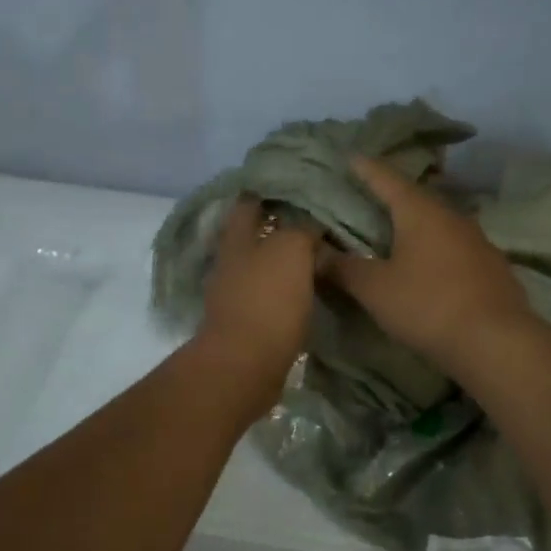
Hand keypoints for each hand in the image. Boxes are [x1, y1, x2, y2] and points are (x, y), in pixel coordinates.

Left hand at [193, 196, 318, 418]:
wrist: (246, 365)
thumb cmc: (267, 300)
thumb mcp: (291, 250)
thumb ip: (302, 229)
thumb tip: (312, 222)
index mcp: (237, 239)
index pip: (250, 202)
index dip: (270, 191)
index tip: (299, 184)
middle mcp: (231, 263)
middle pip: (254, 235)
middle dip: (280, 226)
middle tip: (317, 219)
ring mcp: (236, 295)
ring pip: (263, 266)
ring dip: (284, 260)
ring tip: (319, 253)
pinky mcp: (247, 323)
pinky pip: (269, 296)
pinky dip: (287, 289)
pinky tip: (309, 289)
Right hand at [324, 157, 535, 374]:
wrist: (496, 341)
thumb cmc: (427, 306)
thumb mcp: (375, 289)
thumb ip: (343, 269)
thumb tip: (314, 253)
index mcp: (420, 212)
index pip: (387, 179)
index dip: (366, 169)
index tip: (351, 157)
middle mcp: (451, 216)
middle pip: (416, 198)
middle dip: (392, 195)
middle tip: (370, 195)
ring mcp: (477, 240)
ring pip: (439, 223)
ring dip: (417, 223)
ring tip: (397, 230)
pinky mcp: (492, 266)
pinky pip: (455, 246)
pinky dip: (436, 247)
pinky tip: (429, 263)